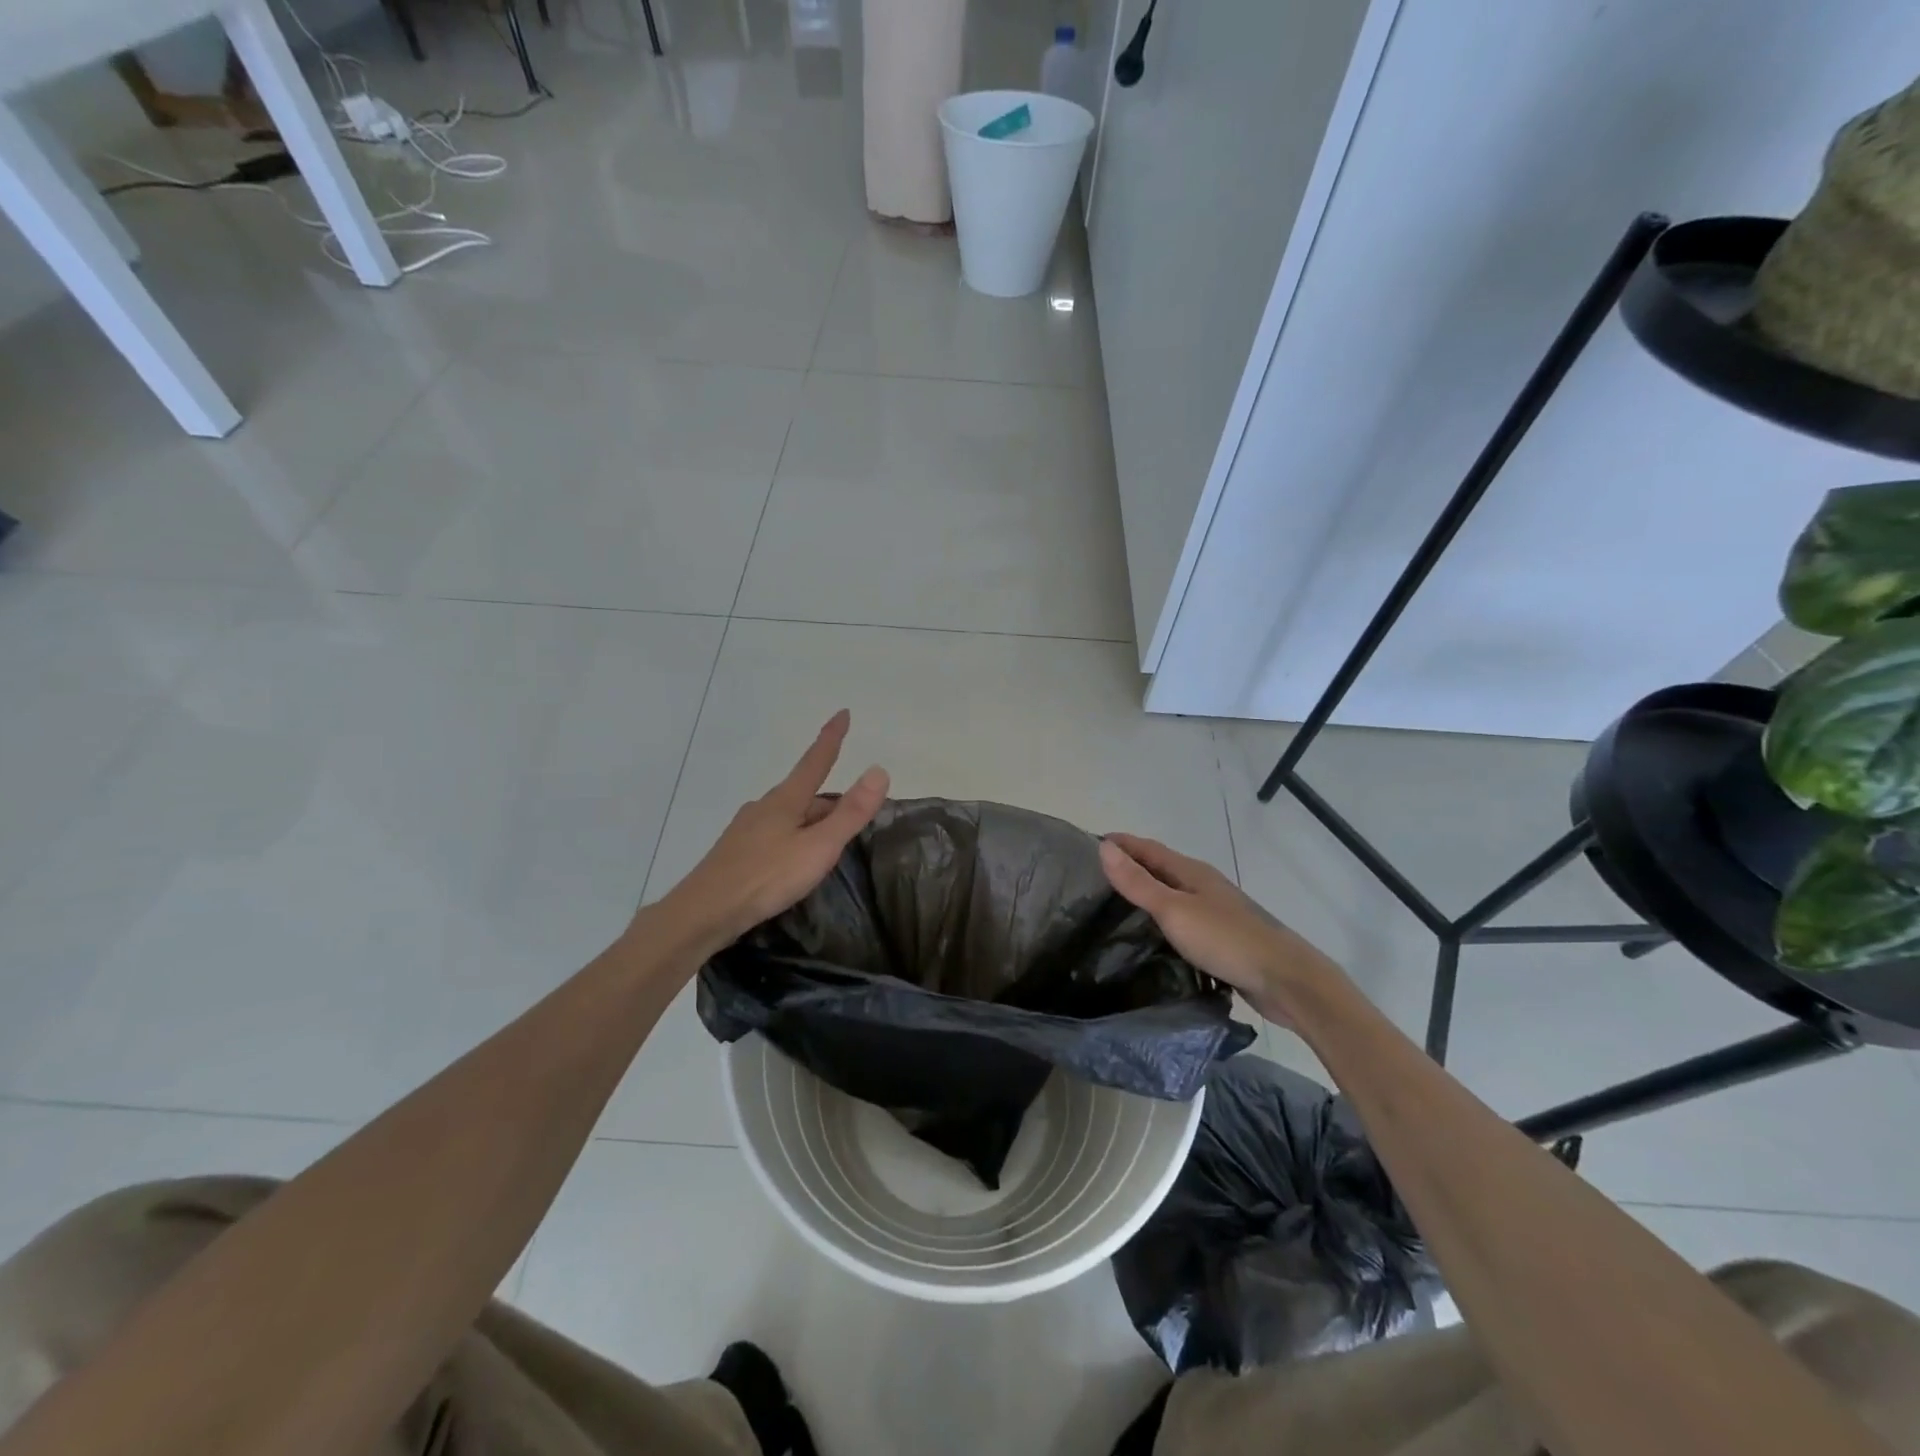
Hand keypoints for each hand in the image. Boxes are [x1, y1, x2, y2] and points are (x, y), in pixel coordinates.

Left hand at [658, 710, 888, 955]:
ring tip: (829, 844)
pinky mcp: (737, 853)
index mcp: (785, 800)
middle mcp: (764, 807)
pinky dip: (794, 840)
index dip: (831, 738)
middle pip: (805, 794)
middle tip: (854, 816)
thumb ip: (850, 813)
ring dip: (812, 823)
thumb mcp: (818, 847)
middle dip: (830, 802)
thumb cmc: (766, 877)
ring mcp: (747, 829)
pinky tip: (794, 862)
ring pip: (789, 817)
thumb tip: (878, 770)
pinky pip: (775, 836)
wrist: (705, 912)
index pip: (815, 760)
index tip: (843, 713)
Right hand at [1098, 833, 1341, 1023]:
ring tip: (1113, 906)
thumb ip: (1138, 882)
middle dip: (1130, 866)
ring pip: (1172, 894)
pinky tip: (1150, 936)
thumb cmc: (1226, 939)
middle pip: (1160, 868)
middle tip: (1093, 877)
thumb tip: (1104, 848)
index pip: (1148, 848)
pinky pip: (1182, 919)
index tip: (1089, 844)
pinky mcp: (1221, 938)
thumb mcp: (1174, 910)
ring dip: (1145, 893)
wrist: (1285, 980)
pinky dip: (1161, 919)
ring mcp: (1214, 912)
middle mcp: (1203, 885)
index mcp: (1192, 872)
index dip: (1121, 844)